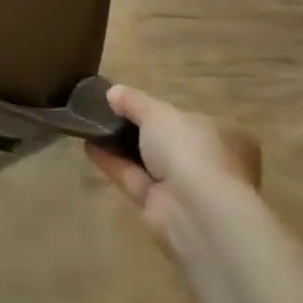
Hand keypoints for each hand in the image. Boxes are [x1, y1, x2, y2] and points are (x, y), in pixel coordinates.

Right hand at [88, 85, 260, 239]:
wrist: (195, 211)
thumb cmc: (187, 149)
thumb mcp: (158, 113)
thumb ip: (134, 101)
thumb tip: (113, 92)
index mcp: (215, 134)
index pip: (183, 118)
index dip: (155, 109)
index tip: (126, 102)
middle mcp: (201, 161)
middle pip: (162, 141)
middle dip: (134, 129)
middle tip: (104, 112)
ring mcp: (181, 187)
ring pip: (145, 161)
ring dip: (119, 145)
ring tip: (89, 126)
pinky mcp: (158, 207)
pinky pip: (132, 178)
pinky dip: (112, 163)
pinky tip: (88, 147)